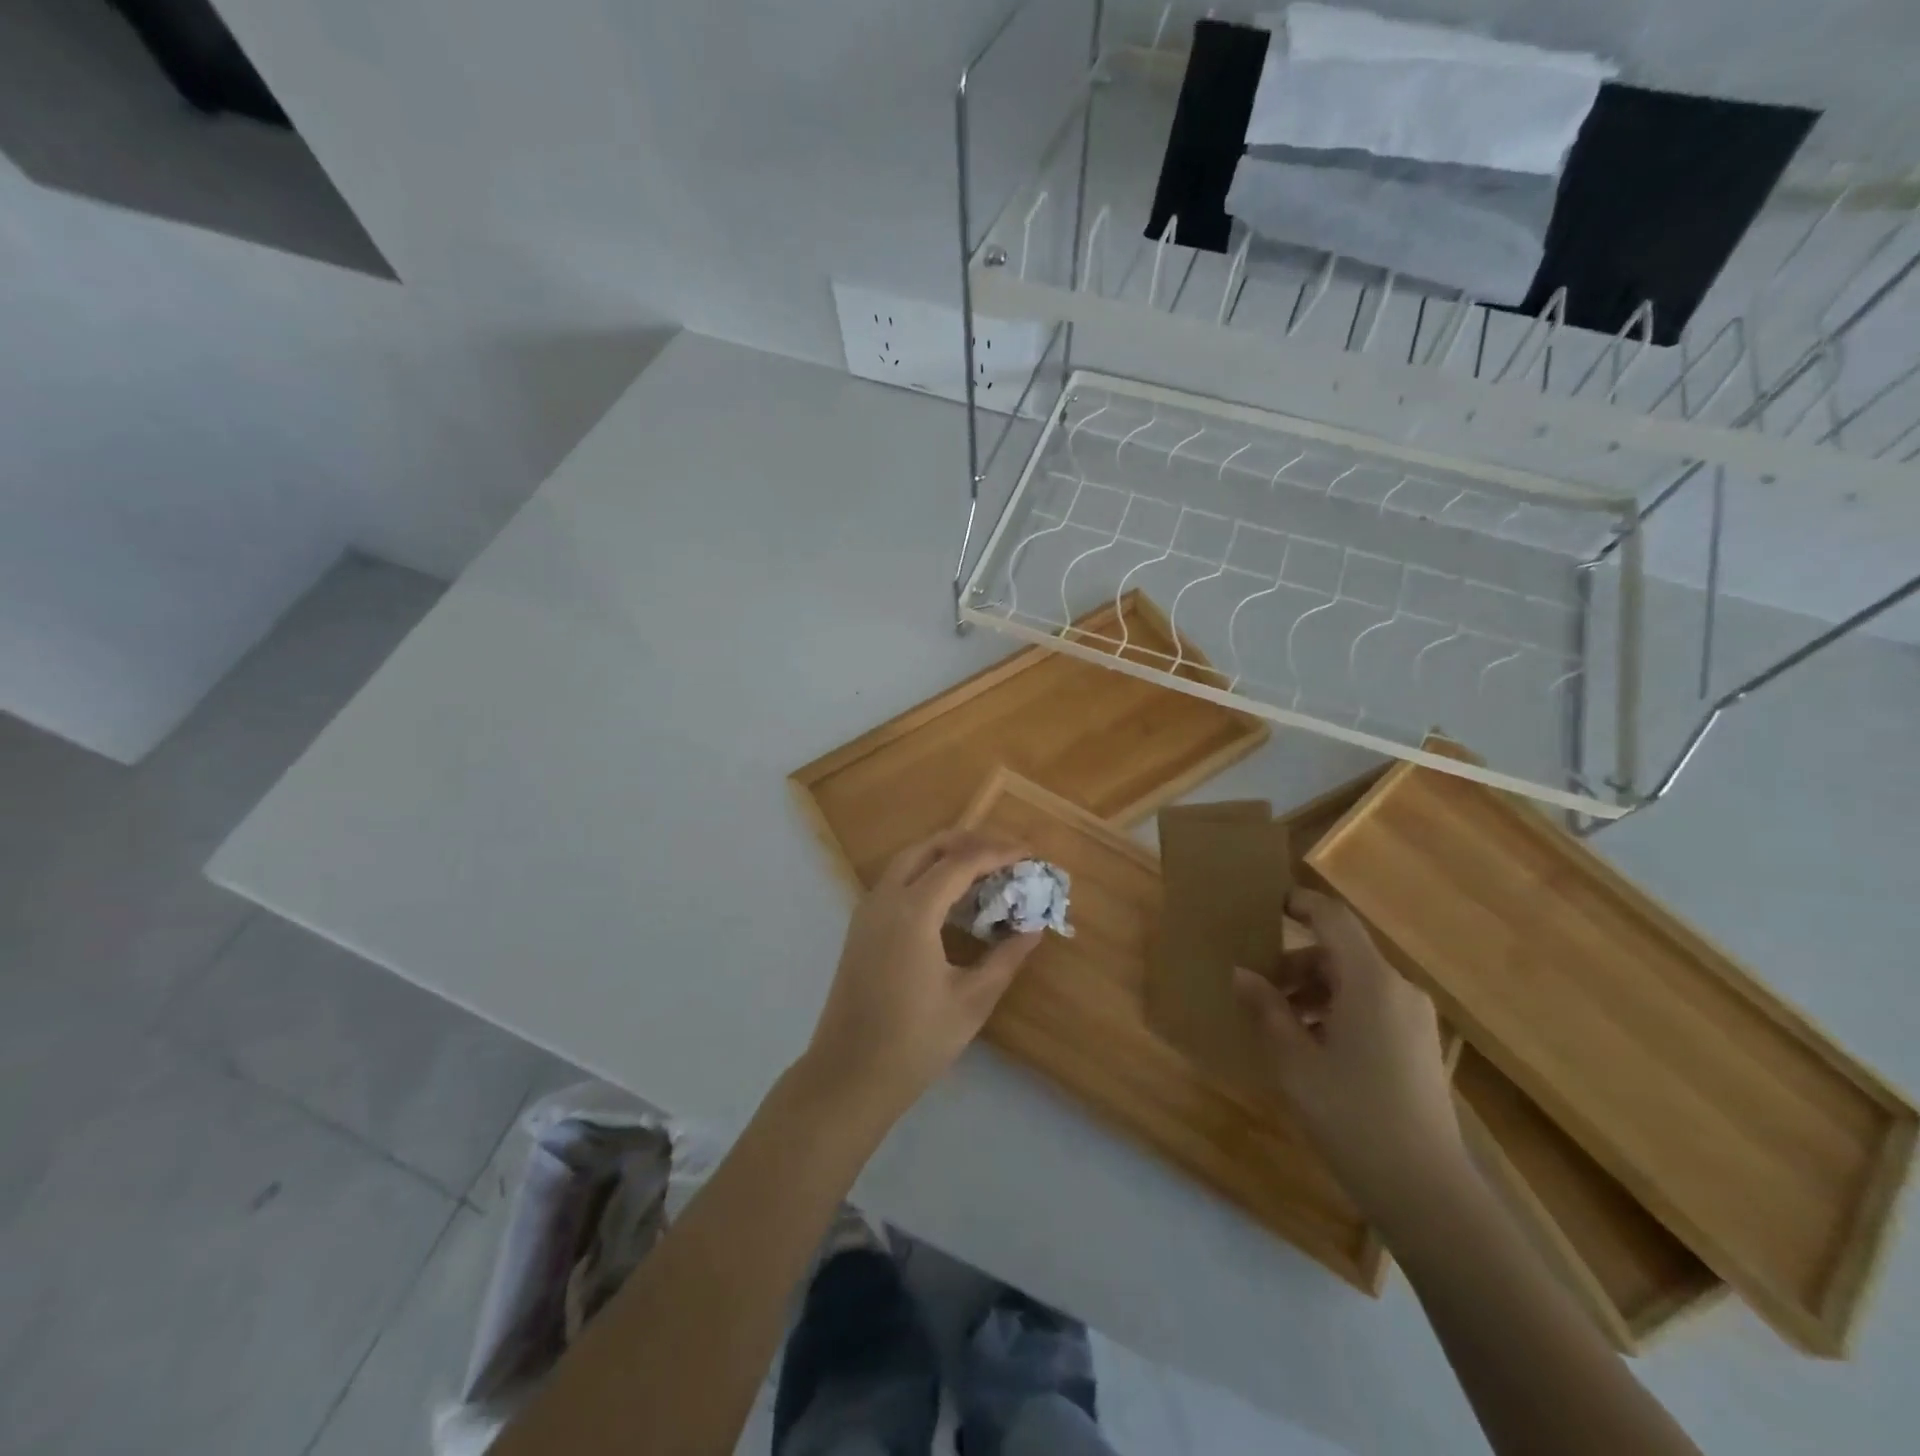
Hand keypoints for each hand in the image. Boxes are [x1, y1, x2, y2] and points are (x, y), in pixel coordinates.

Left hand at [799, 830, 1042, 1127]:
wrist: (848, 1076)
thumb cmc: (914, 1041)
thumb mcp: (971, 1001)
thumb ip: (1005, 958)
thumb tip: (1034, 928)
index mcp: (912, 911)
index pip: (960, 862)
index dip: (998, 852)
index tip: (1030, 853)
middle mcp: (884, 899)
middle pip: (928, 847)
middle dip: (970, 841)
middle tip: (1007, 854)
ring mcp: (867, 911)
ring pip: (908, 860)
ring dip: (945, 855)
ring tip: (985, 868)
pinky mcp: (861, 928)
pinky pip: (896, 881)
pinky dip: (926, 873)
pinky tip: (951, 897)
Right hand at [1233, 888, 1466, 1219]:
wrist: (1427, 1193)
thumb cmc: (1353, 1116)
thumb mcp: (1294, 1062)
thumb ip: (1266, 1010)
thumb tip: (1242, 974)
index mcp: (1371, 982)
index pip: (1333, 919)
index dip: (1299, 903)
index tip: (1265, 905)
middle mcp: (1399, 990)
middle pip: (1340, 953)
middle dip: (1294, 964)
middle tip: (1256, 988)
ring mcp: (1413, 1019)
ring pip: (1354, 982)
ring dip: (1313, 991)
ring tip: (1277, 1023)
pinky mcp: (1418, 1045)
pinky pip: (1371, 1007)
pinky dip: (1336, 1011)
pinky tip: (1310, 1047)